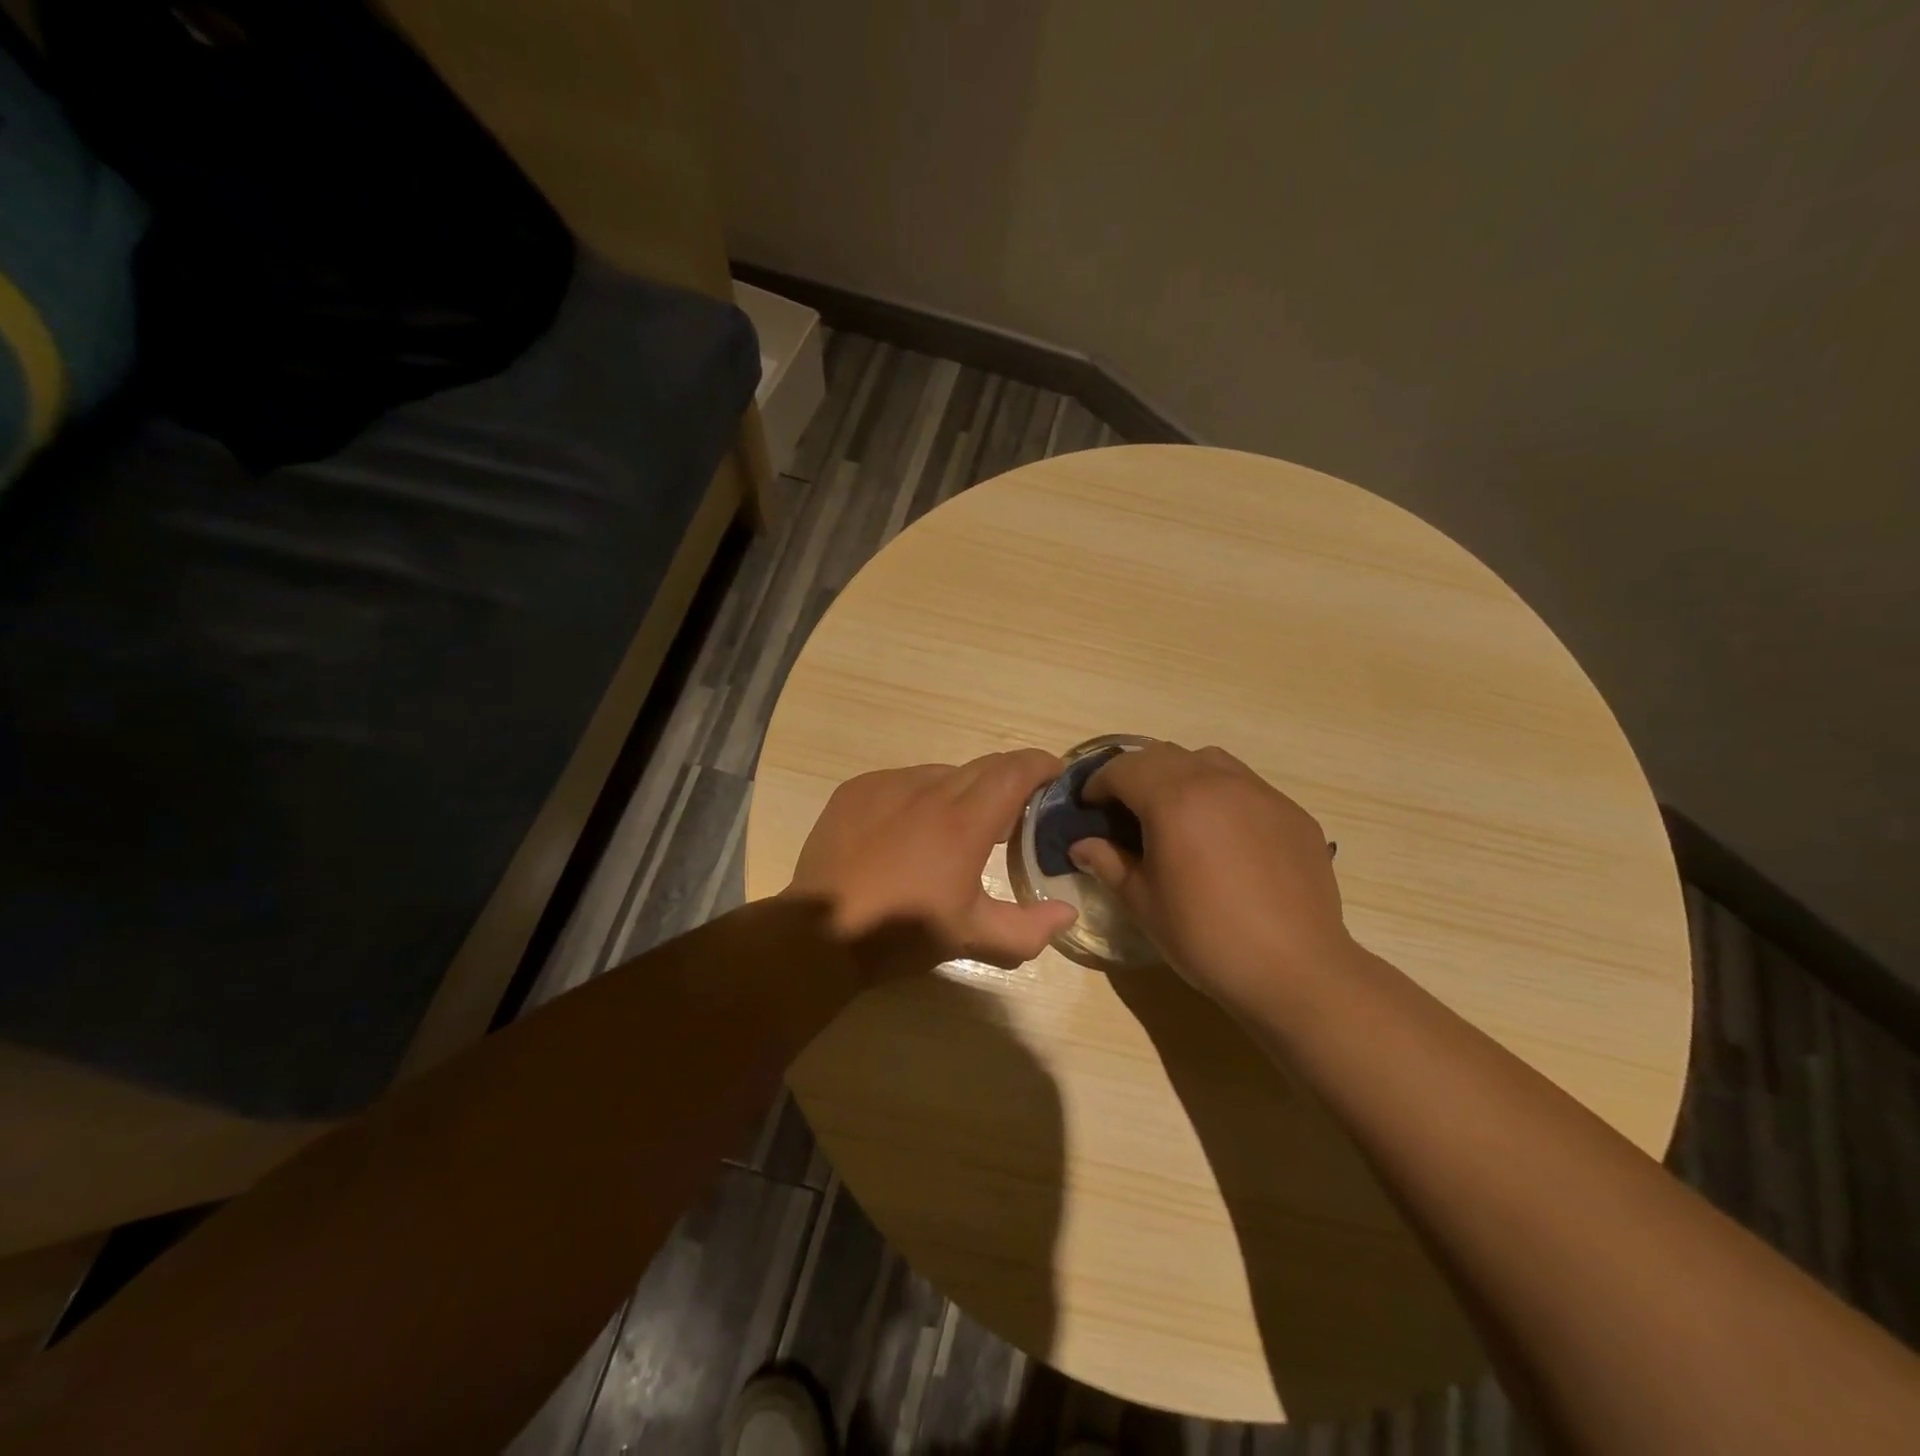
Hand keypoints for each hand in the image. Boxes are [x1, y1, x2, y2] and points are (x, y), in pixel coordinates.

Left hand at [785, 750, 1080, 982]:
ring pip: (942, 773)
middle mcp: (929, 789)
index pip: (1015, 771)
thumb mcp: (972, 937)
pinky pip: (902, 781)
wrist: (821, 933)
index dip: (1041, 764)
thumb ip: (1029, 929)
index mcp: (964, 821)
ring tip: (957, 826)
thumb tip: (1066, 912)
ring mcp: (888, 784)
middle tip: (1014, 811)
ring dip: (962, 791)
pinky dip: (920, 796)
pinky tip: (909, 829)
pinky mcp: (857, 789)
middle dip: (1007, 780)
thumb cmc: (903, 932)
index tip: (1055, 774)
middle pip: (983, 766)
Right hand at [1069, 743, 1350, 1016]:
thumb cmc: (1206, 938)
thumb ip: (1108, 863)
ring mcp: (1261, 793)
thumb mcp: (1143, 903)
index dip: (1098, 783)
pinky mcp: (1291, 812)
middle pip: (1163, 755)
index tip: (1089, 806)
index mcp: (1175, 801)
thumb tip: (1081, 845)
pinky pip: (1245, 786)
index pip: (1124, 769)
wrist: (1295, 970)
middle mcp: (1218, 782)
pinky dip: (1220, 795)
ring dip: (1180, 774)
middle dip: (1135, 774)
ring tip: (1175, 811)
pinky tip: (1222, 835)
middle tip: (1124, 808)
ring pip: (1208, 761)